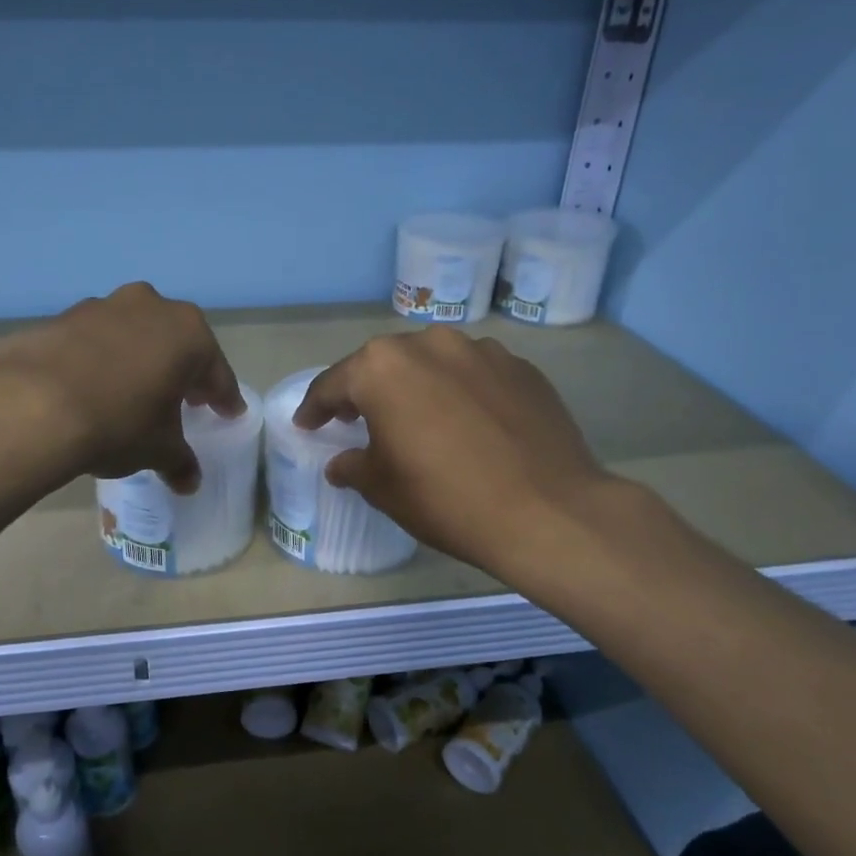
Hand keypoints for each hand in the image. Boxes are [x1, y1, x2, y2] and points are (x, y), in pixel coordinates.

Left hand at [0, 283, 245, 493]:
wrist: (31, 405)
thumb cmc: (118, 423)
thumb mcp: (157, 449)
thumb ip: (180, 461)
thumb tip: (189, 481)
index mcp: (187, 333)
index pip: (216, 371)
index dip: (223, 397)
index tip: (228, 413)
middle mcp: (150, 306)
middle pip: (175, 344)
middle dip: (181, 372)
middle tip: (184, 401)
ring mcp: (102, 306)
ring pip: (133, 336)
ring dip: (139, 361)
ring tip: (133, 394)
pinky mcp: (62, 317)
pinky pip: (95, 341)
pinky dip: (101, 360)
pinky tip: (92, 388)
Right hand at [294, 327, 619, 582]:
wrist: (548, 511)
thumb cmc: (446, 498)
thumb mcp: (383, 488)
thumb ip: (353, 466)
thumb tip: (342, 462)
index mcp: (382, 368)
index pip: (333, 384)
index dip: (316, 408)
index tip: (307, 424)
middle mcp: (428, 344)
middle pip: (383, 365)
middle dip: (366, 391)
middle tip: (358, 420)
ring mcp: (481, 350)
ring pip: (432, 364)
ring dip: (417, 387)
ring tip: (418, 418)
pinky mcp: (521, 367)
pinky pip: (474, 374)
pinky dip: (460, 392)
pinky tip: (467, 423)